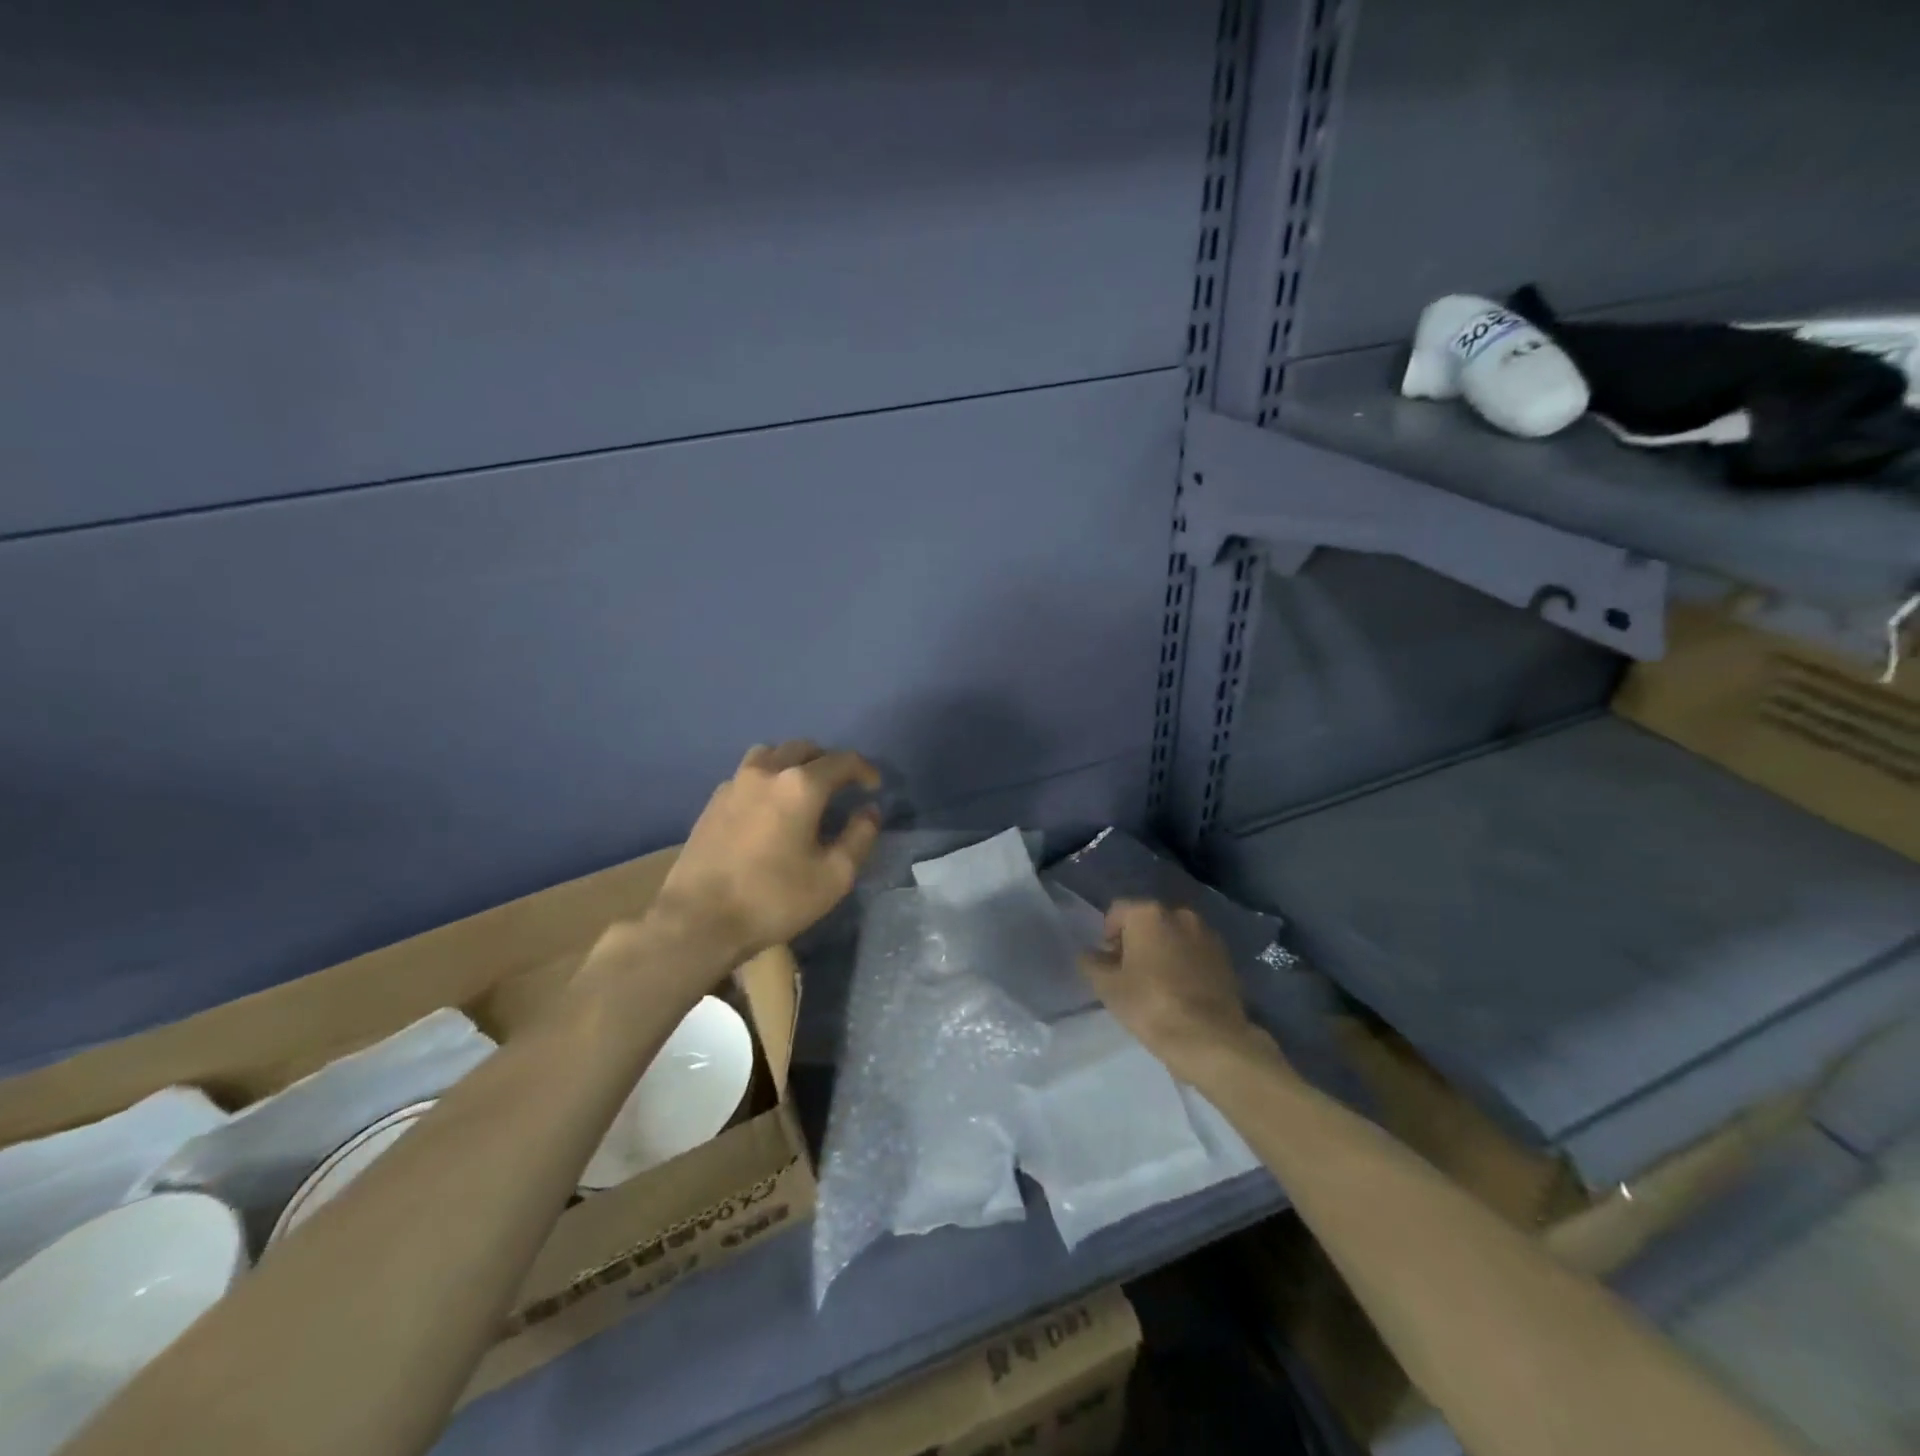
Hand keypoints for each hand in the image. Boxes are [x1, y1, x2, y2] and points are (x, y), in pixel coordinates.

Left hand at [651, 741, 882, 964]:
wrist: (698, 920)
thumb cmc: (774, 899)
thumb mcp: (834, 876)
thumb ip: (859, 837)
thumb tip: (869, 811)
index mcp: (801, 785)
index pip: (843, 761)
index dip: (865, 770)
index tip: (874, 788)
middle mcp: (767, 771)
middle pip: (805, 749)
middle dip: (829, 763)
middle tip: (841, 788)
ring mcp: (735, 783)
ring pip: (771, 754)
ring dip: (794, 764)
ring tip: (803, 790)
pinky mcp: (713, 801)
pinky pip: (748, 774)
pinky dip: (767, 779)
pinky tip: (769, 808)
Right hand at [1078, 900, 1262, 1077]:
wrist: (1210, 1038)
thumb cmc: (1150, 1005)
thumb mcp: (1108, 987)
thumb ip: (1092, 963)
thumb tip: (1090, 954)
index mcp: (1148, 914)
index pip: (1117, 912)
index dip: (1108, 936)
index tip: (1109, 964)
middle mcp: (1179, 914)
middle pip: (1148, 921)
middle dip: (1137, 941)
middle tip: (1130, 974)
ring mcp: (1207, 934)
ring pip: (1174, 935)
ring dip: (1163, 950)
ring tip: (1158, 984)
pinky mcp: (1226, 957)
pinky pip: (1195, 952)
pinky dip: (1185, 962)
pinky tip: (1182, 991)